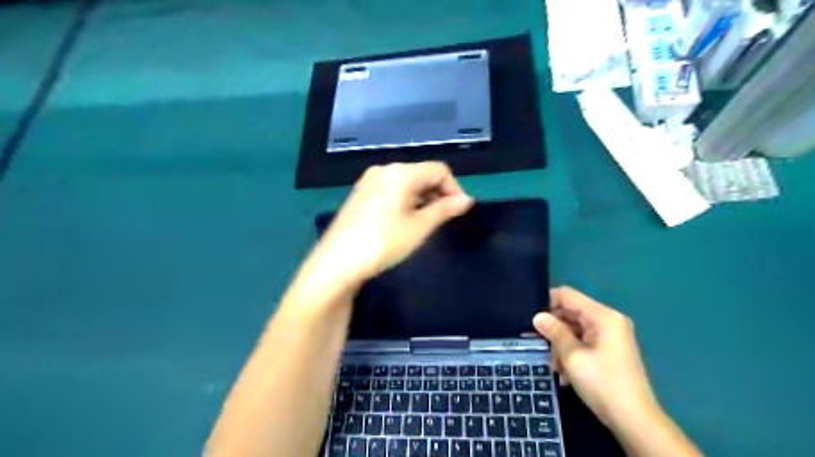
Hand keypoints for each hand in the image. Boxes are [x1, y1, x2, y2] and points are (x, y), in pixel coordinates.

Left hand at [312, 163, 477, 285]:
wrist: (337, 262)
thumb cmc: (383, 242)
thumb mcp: (419, 227)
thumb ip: (444, 210)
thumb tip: (467, 200)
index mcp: (401, 172)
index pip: (439, 170)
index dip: (454, 188)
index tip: (459, 212)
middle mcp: (384, 170)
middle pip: (421, 174)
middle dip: (438, 193)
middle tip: (445, 219)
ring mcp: (368, 181)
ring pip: (406, 183)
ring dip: (422, 198)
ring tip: (426, 223)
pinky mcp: (360, 195)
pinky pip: (391, 190)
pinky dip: (405, 201)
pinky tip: (404, 221)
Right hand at [536, 287, 660, 429]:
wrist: (634, 421)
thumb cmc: (602, 383)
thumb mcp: (572, 356)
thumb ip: (554, 332)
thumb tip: (537, 316)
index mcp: (603, 316)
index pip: (567, 295)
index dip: (547, 303)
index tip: (532, 320)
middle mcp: (608, 321)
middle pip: (571, 313)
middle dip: (554, 329)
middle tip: (538, 345)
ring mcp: (610, 336)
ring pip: (575, 330)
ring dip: (561, 345)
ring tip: (555, 367)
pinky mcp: (609, 350)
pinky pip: (583, 342)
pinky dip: (572, 353)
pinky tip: (565, 374)